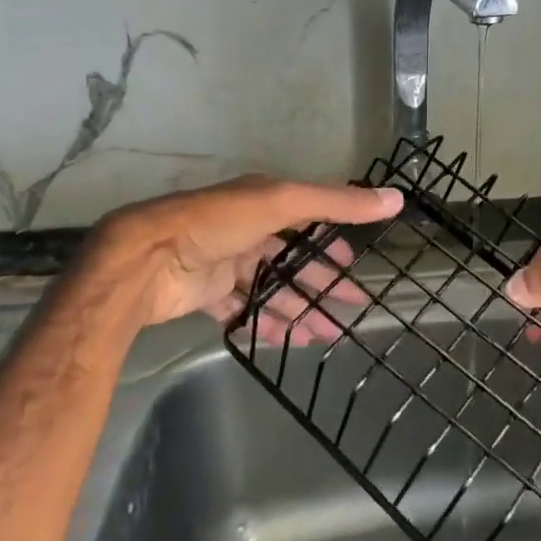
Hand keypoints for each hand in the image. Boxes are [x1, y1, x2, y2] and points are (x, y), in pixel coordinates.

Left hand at [98, 175, 402, 342]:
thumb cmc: (216, 223)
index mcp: (262, 203)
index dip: (333, 242)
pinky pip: (244, 310)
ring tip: (328, 336)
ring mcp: (226, 263)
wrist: (145, 259)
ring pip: (271, 289)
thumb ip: (336, 204)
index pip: (308, 219)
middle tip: (352, 308)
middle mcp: (246, 230)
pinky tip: (288, 342)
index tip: (356, 266)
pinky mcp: (207, 294)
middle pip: (293, 260)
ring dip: (299, 310)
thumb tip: (395, 199)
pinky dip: (266, 324)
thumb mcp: (281, 203)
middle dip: (322, 284)